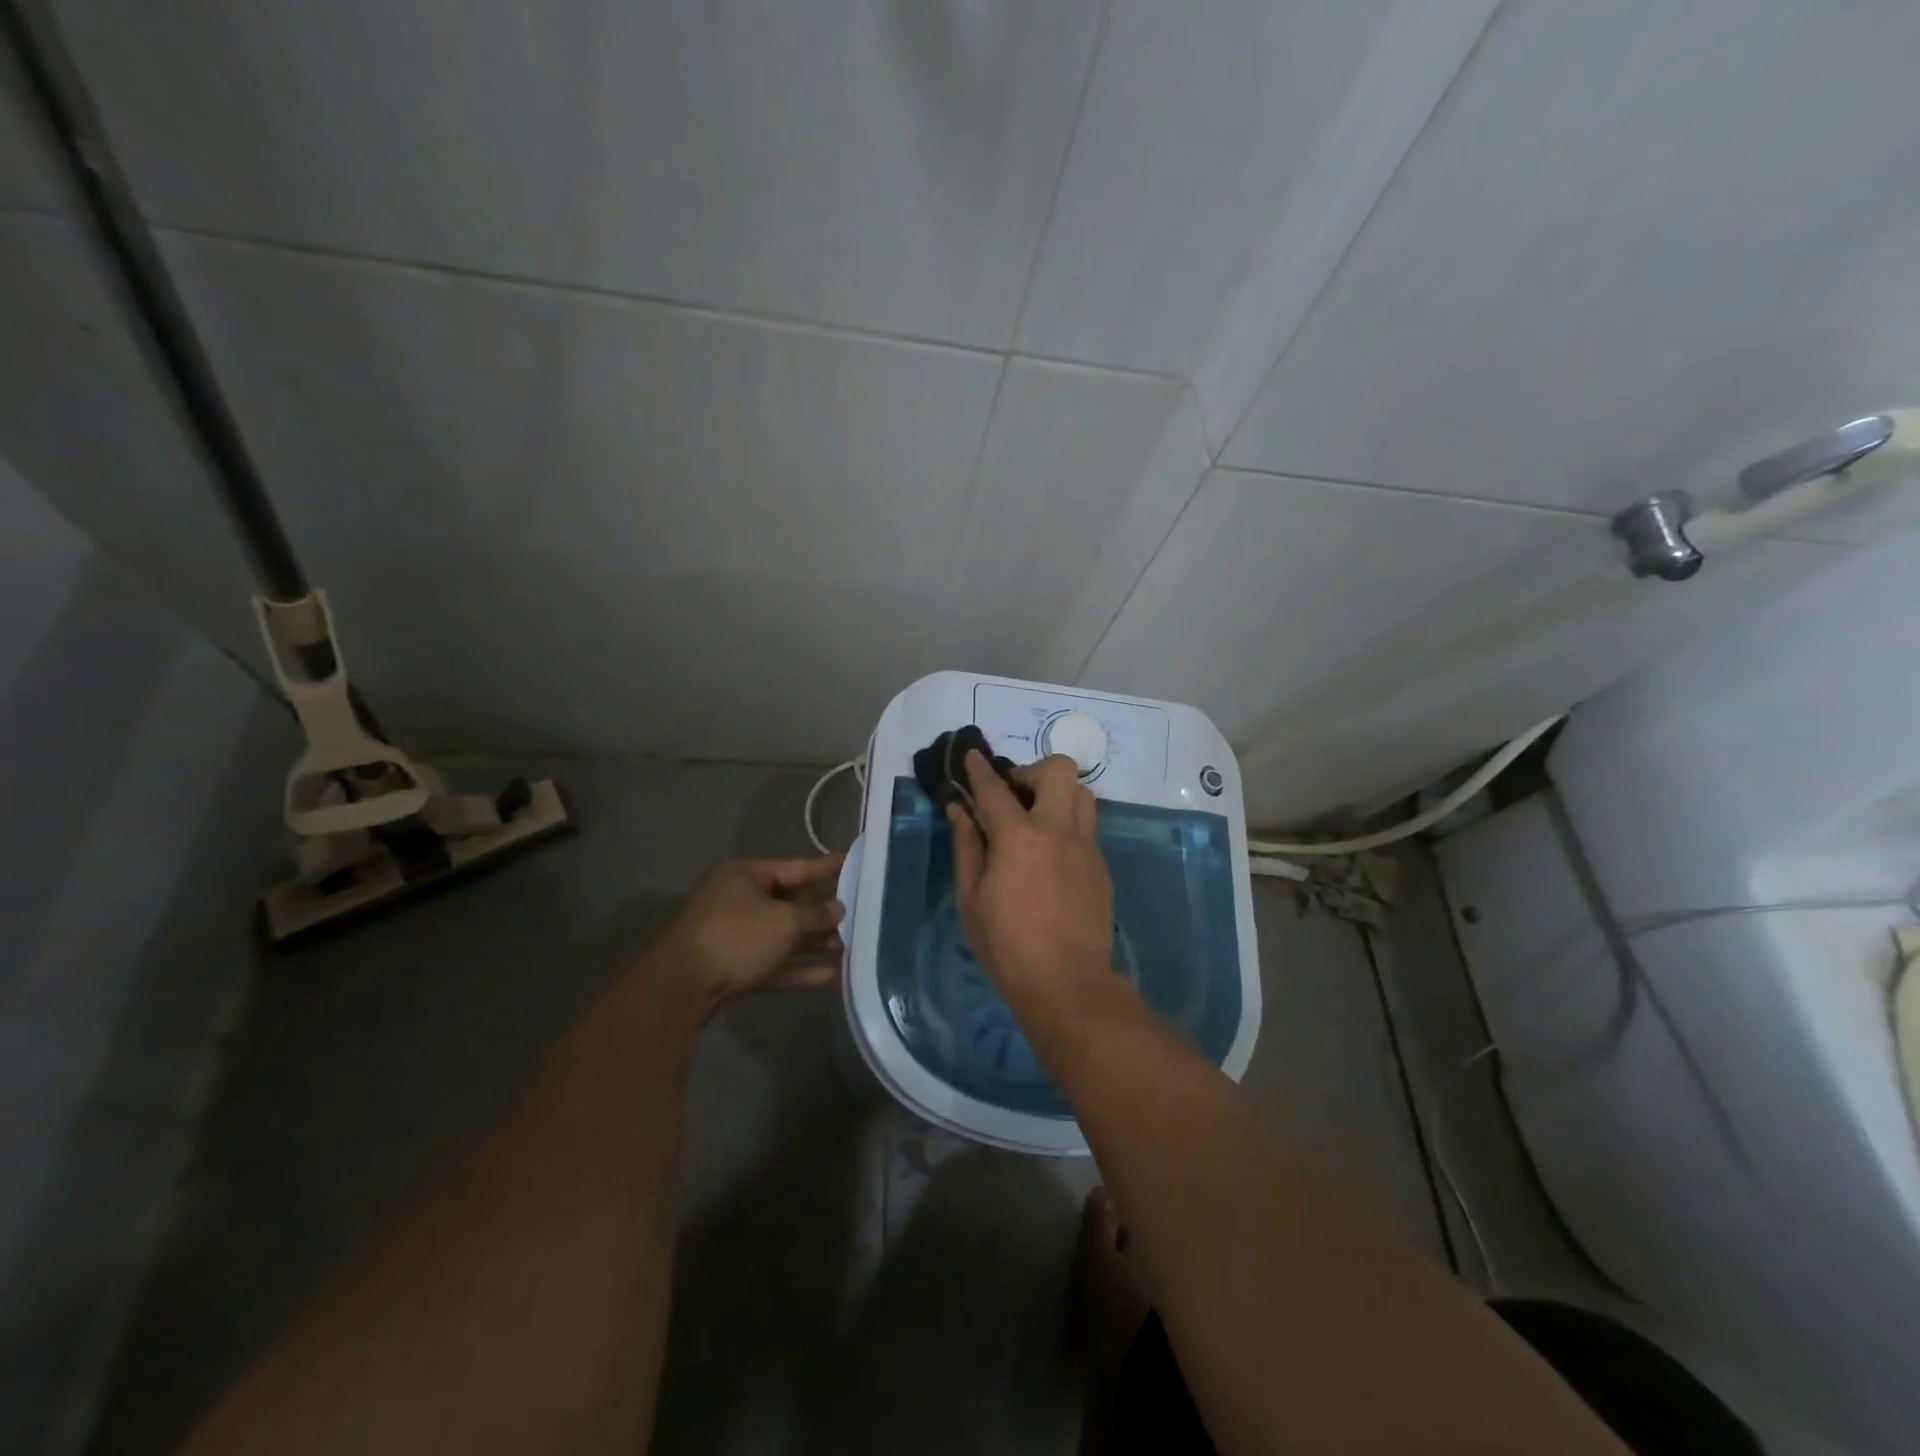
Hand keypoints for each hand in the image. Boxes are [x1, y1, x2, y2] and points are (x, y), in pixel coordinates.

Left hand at [650, 854, 845, 1012]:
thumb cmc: (735, 937)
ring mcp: (732, 934)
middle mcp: (738, 898)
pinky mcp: (731, 965)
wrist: (680, 988)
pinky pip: (771, 961)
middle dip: (821, 914)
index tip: (852, 862)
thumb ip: (815, 914)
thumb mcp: (784, 921)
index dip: (826, 867)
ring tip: (847, 948)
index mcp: (745, 875)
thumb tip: (837, 909)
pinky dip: (795, 967)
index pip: (796, 866)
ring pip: (781, 934)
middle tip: (857, 916)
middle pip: (789, 902)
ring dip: (812, 943)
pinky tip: (827, 977)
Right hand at [947, 752, 1112, 1017]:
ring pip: (1082, 793)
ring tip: (1036, 818)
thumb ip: (966, 845)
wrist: (1066, 983)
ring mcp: (1086, 845)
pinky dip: (1067, 823)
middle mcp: (1058, 829)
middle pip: (1058, 769)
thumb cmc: (1006, 945)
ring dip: (1057, 793)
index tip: (972, 756)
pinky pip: (1087, 826)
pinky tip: (1051, 853)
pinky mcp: (1101, 864)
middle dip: (1032, 770)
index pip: (996, 788)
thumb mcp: (972, 897)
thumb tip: (959, 809)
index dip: (980, 769)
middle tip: (1014, 795)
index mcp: (1018, 837)